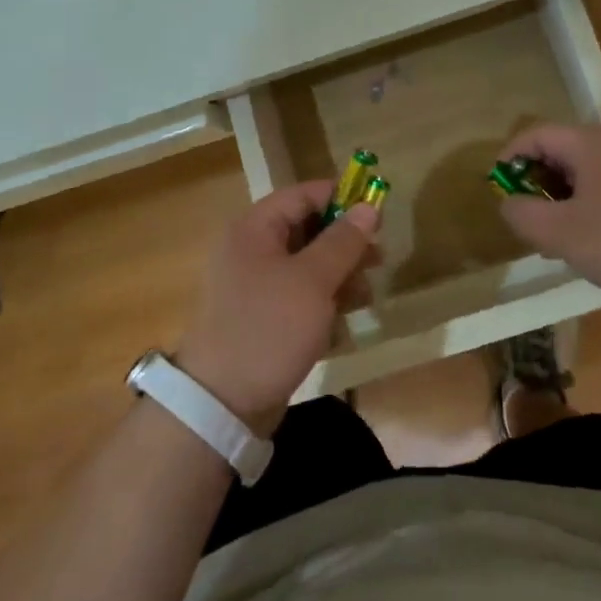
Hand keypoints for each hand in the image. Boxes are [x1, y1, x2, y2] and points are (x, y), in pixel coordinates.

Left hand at [177, 182, 379, 435]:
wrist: (221, 404)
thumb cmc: (269, 328)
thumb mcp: (313, 281)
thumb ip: (343, 241)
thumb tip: (367, 207)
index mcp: (253, 229)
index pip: (302, 195)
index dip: (340, 198)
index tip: (376, 212)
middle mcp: (249, 250)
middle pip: (305, 230)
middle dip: (344, 243)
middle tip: (379, 259)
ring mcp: (252, 286)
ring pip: (305, 266)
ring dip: (338, 276)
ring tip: (366, 295)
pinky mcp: (259, 318)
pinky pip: (297, 297)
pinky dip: (321, 303)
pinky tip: (344, 321)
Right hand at [495, 124, 600, 327]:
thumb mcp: (563, 234)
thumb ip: (523, 215)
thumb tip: (508, 203)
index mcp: (589, 143)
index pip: (533, 134)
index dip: (507, 160)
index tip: (497, 194)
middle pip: (557, 153)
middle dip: (534, 185)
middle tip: (526, 224)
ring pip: (582, 176)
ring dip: (560, 203)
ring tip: (555, 243)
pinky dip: (586, 211)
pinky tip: (591, 248)